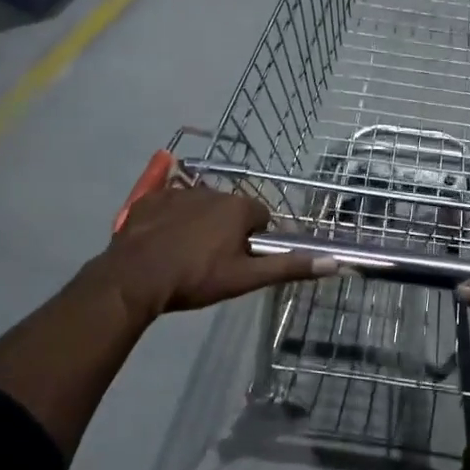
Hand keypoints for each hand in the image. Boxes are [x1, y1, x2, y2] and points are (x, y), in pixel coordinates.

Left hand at [100, 180, 333, 322]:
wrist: (135, 279)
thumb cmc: (196, 279)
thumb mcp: (245, 278)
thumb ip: (288, 266)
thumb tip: (334, 262)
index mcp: (239, 207)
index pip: (261, 218)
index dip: (254, 241)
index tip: (240, 262)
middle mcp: (213, 190)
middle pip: (232, 210)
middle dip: (227, 230)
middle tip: (213, 263)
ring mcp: (179, 192)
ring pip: (202, 206)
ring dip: (200, 224)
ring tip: (185, 255)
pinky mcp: (151, 199)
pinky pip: (170, 204)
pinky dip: (171, 219)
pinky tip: (162, 242)